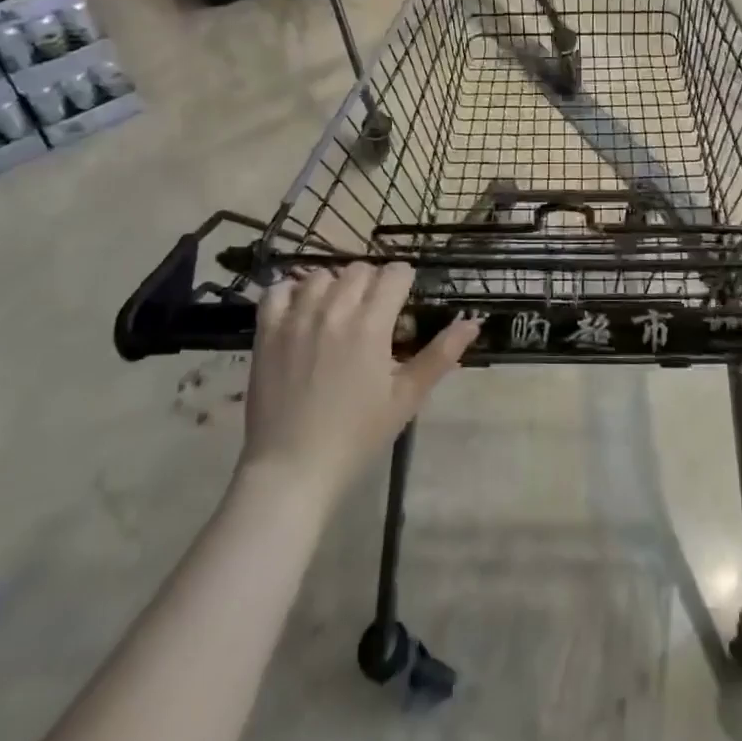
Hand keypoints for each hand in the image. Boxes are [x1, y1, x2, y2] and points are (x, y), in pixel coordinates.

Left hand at [238, 262, 479, 503]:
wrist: (291, 471)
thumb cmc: (356, 437)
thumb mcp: (406, 398)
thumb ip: (441, 354)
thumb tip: (473, 322)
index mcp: (371, 323)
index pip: (395, 273)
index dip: (404, 283)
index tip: (403, 304)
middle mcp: (334, 309)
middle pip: (360, 269)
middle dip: (372, 283)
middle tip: (374, 314)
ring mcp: (296, 318)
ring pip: (321, 275)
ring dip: (335, 286)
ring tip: (338, 314)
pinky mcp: (267, 332)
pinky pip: (277, 290)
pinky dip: (290, 292)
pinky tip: (300, 311)